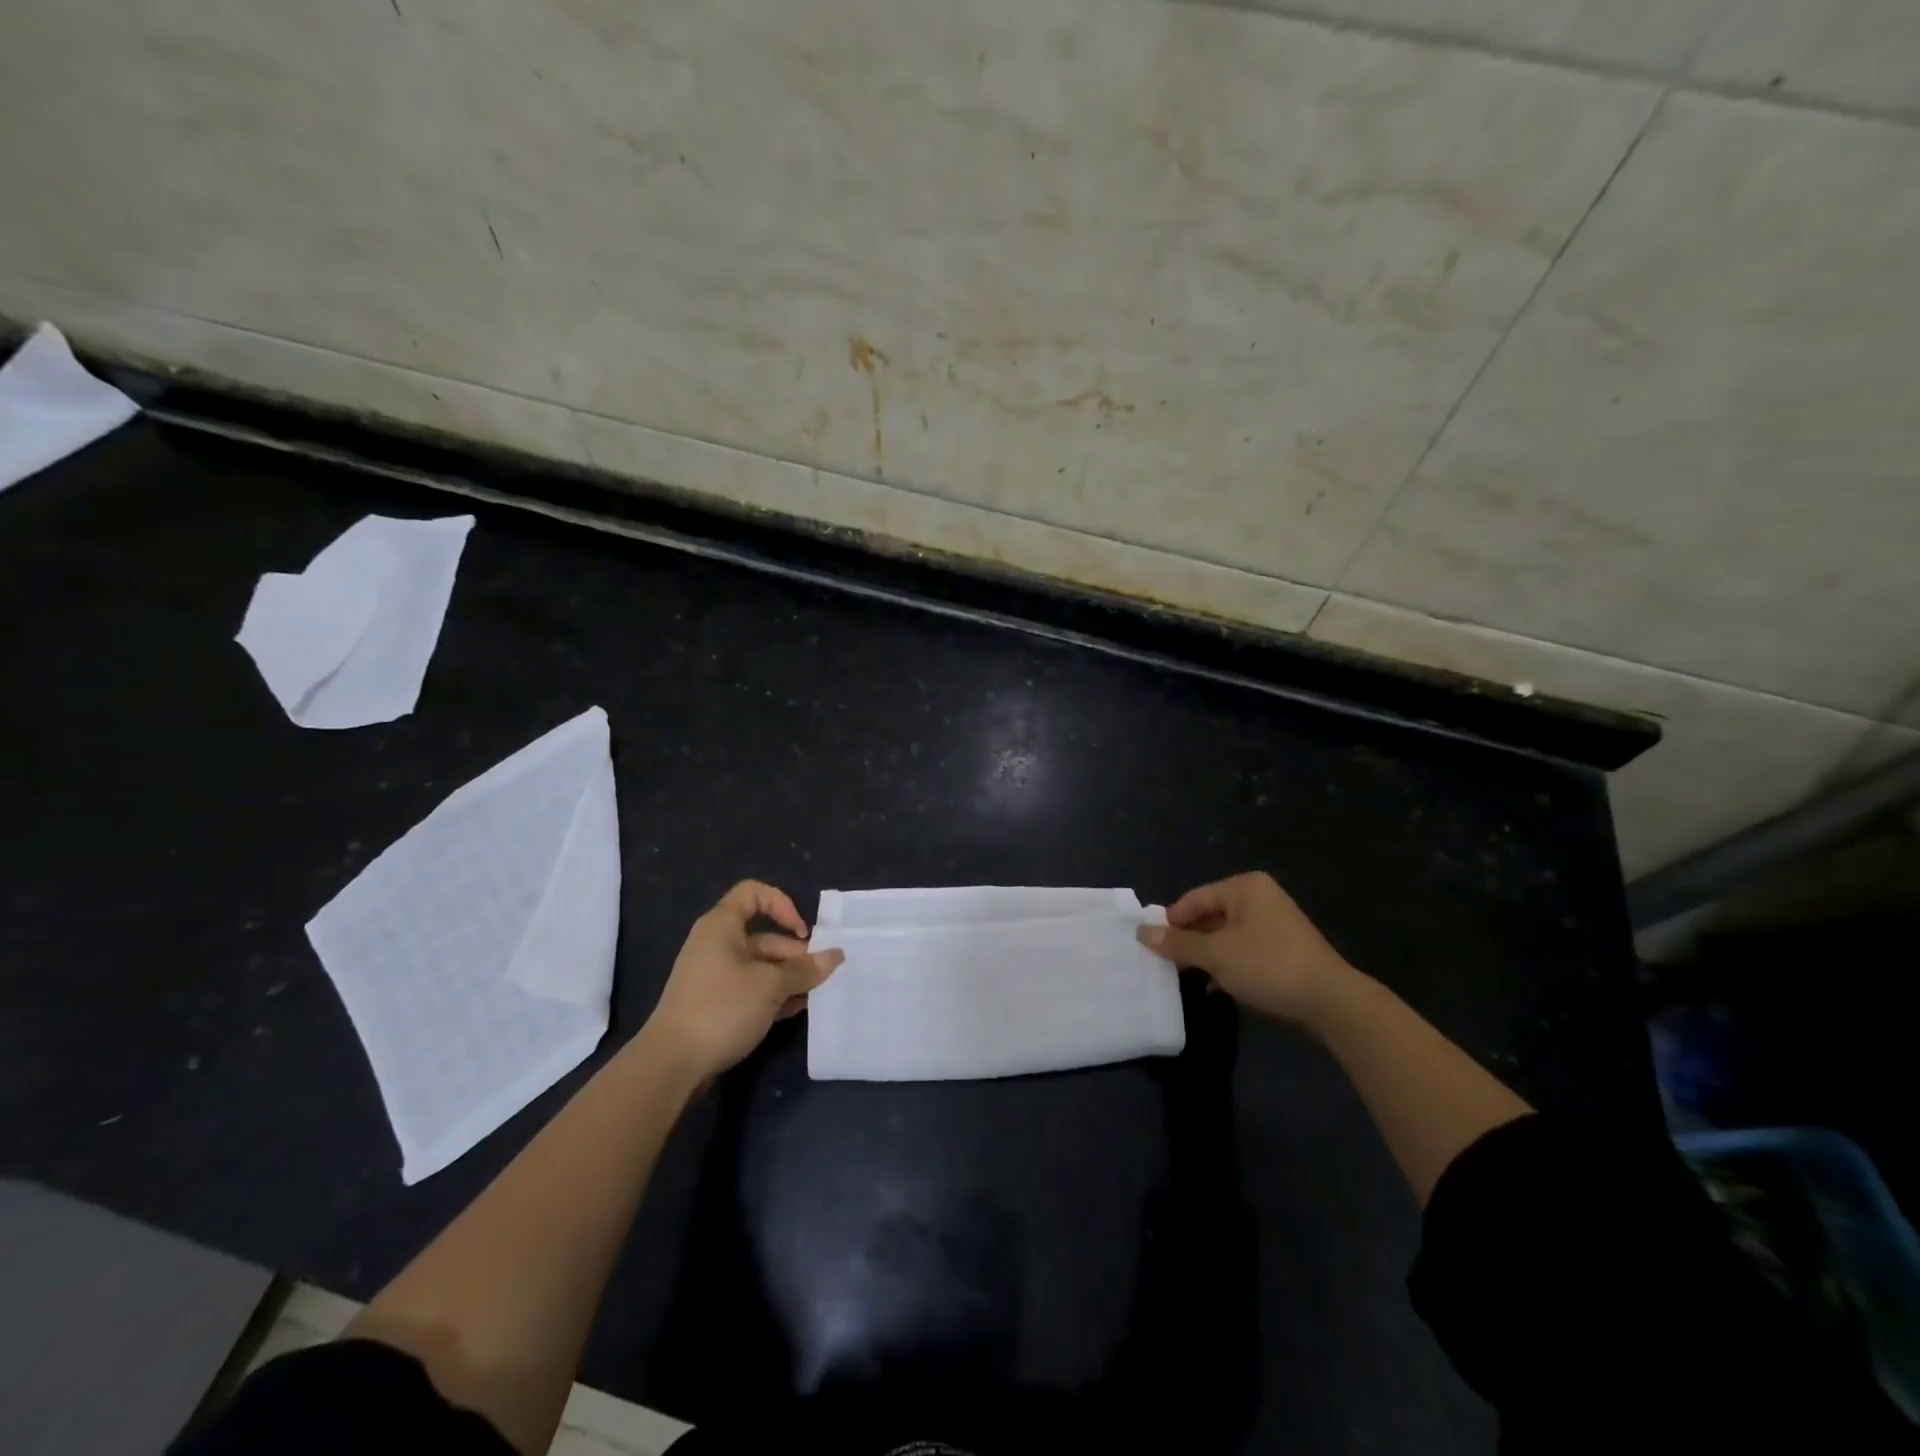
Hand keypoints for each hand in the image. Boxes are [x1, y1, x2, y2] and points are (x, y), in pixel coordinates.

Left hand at [641, 880, 842, 1083]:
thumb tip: (835, 956)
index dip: (782, 904)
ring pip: (760, 966)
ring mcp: (714, 976)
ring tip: (814, 995)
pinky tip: (795, 1011)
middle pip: (764, 936)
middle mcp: (716, 945)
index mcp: (722, 926)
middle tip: (821, 975)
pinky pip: (750, 989)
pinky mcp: (714, 1004)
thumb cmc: (722, 1008)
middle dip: (795, 953)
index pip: (754, 893)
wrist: (671, 1064)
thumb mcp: (771, 985)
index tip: (801, 932)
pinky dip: (773, 995)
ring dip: (788, 977)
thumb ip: (805, 969)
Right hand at [1137, 871, 1353, 1023]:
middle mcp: (1260, 897)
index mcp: (1244, 887)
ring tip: (1186, 975)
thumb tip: (1141, 932)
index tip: (1153, 946)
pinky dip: (1227, 964)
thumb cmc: (1268, 965)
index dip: (1171, 921)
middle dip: (1189, 939)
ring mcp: (1275, 923)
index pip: (1194, 898)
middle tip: (1167, 962)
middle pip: (1210, 915)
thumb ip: (1178, 943)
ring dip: (1206, 954)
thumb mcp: (1216, 954)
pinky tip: (1215, 986)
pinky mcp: (1284, 948)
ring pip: (1226, 935)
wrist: (1331, 1001)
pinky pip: (1244, 949)